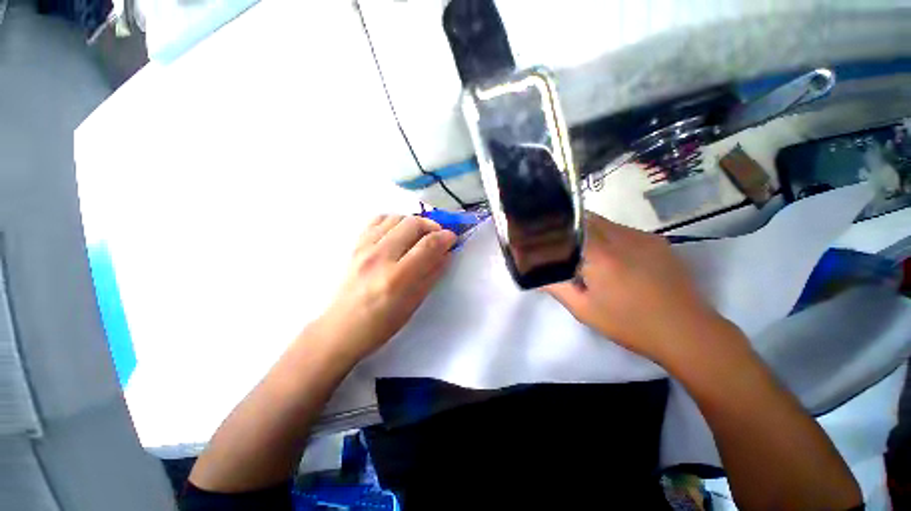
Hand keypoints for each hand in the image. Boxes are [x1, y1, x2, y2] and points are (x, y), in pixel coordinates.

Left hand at [313, 215, 455, 363]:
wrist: (342, 327)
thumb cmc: (382, 323)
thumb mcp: (414, 303)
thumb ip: (433, 274)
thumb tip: (447, 253)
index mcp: (398, 277)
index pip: (428, 244)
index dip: (446, 237)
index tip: (452, 238)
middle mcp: (380, 257)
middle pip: (413, 223)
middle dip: (432, 226)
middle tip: (438, 236)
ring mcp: (365, 248)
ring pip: (396, 217)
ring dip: (414, 222)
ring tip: (419, 235)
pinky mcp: (356, 245)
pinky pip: (377, 220)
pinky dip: (393, 221)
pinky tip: (398, 233)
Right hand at [547, 213, 730, 362]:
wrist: (687, 332)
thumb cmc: (629, 324)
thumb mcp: (583, 309)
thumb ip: (556, 286)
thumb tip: (536, 272)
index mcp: (601, 255)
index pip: (569, 226)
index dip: (554, 227)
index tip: (542, 234)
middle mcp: (621, 237)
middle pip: (586, 218)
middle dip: (569, 227)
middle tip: (560, 245)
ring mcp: (642, 236)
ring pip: (604, 222)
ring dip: (589, 231)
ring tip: (584, 253)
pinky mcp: (656, 240)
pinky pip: (622, 229)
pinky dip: (608, 236)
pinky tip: (612, 258)